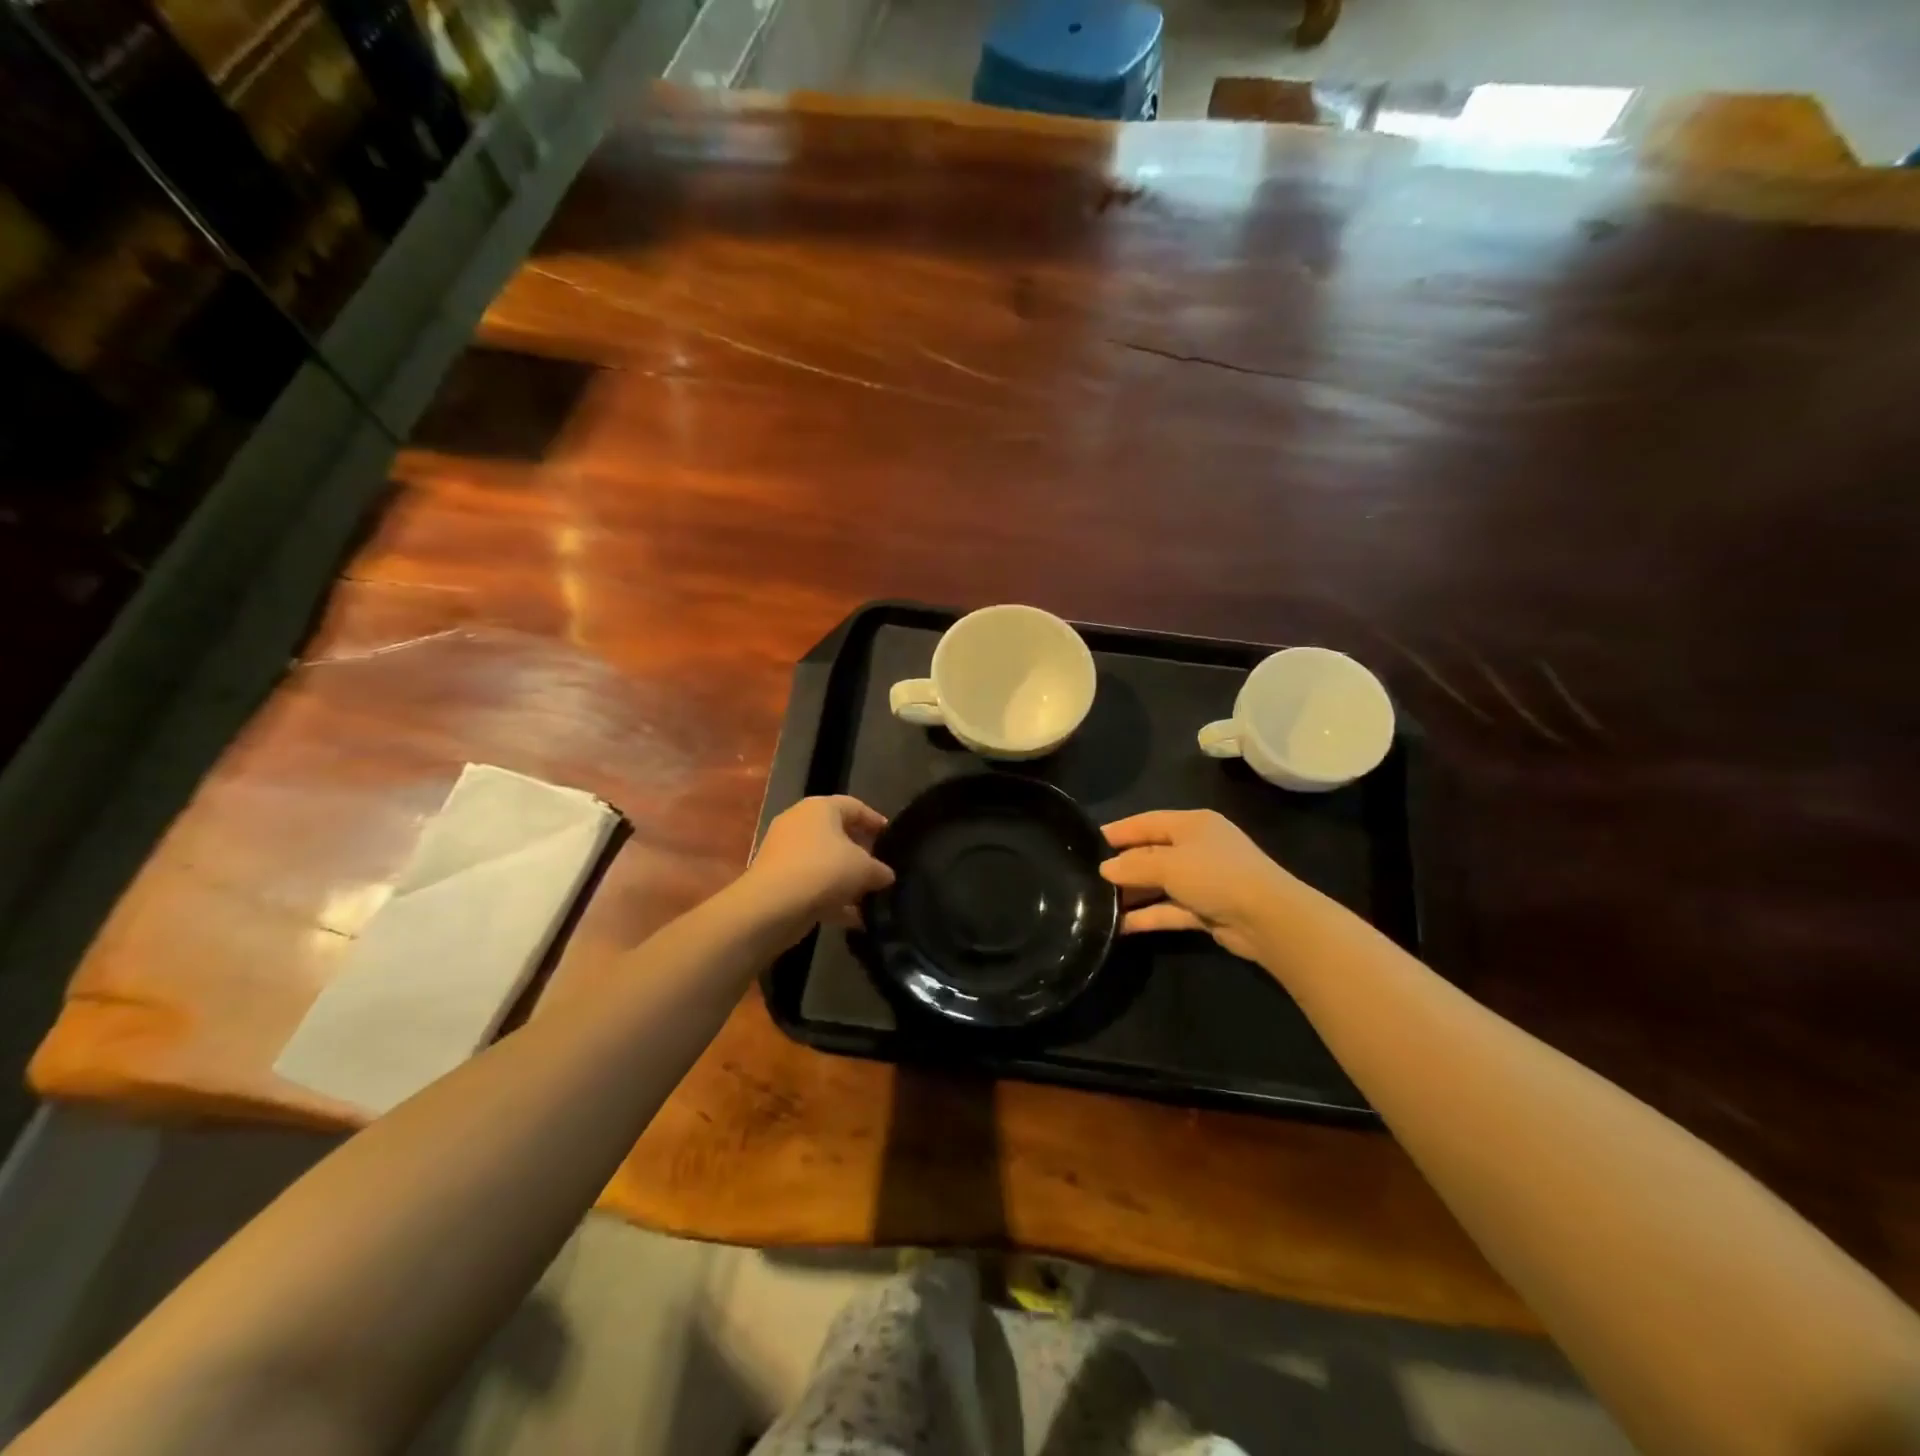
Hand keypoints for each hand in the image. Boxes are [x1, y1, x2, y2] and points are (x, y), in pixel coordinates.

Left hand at [736, 796, 894, 946]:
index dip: (875, 820)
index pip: (854, 806)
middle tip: (880, 867)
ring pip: (824, 862)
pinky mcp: (778, 880)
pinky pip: (812, 884)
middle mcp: (799, 823)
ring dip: (846, 879)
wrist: (772, 906)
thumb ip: (880, 870)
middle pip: (837, 834)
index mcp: (820, 808)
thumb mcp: (864, 869)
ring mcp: (785, 852)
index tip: (891, 837)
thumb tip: (886, 875)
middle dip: (860, 852)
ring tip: (869, 896)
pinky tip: (853, 918)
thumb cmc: (823, 870)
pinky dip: (831, 898)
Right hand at [1099, 809, 1300, 962]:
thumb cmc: (1215, 875)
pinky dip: (1148, 916)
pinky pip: (1169, 909)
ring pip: (1159, 884)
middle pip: (1152, 853)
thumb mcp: (1168, 864)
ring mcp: (1203, 880)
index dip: (1119, 831)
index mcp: (1192, 824)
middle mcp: (1197, 848)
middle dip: (1123, 866)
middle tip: (1088, 877)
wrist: (1268, 918)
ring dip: (1133, 894)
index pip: (1147, 822)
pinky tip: (1121, 926)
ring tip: (1098, 904)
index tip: (1089, 841)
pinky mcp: (1206, 910)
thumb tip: (1104, 869)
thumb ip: (1133, 865)